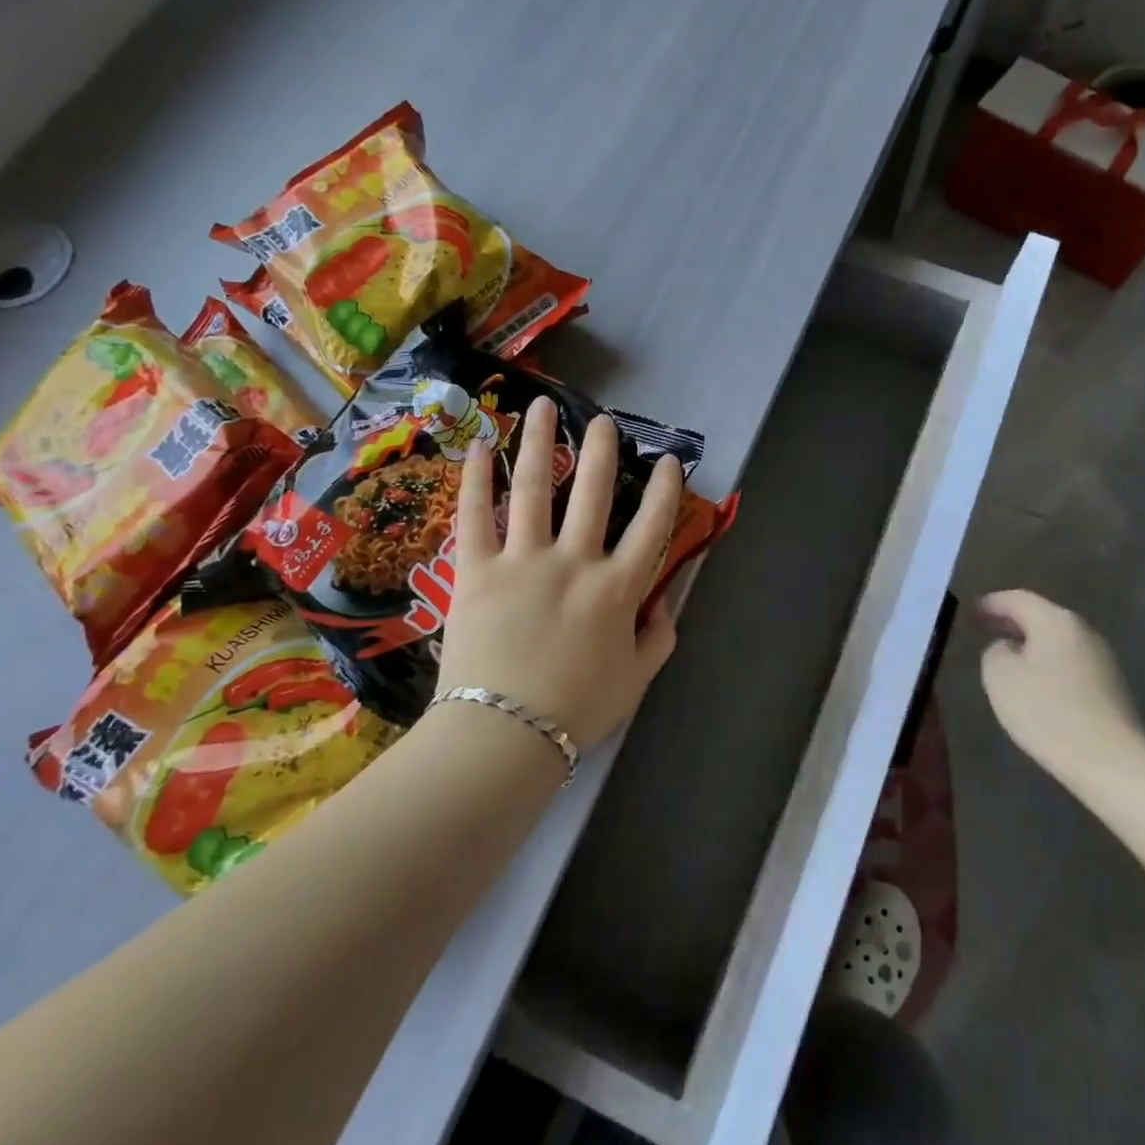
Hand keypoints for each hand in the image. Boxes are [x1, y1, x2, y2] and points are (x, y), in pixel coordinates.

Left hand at [440, 397, 682, 750]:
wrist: (503, 737)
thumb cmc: (575, 711)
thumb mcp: (635, 681)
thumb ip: (658, 639)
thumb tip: (667, 606)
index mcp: (617, 589)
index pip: (651, 526)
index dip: (665, 489)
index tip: (670, 459)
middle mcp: (575, 562)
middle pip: (593, 492)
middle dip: (601, 450)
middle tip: (602, 420)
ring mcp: (523, 560)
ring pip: (534, 488)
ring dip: (539, 443)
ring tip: (542, 407)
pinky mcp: (476, 570)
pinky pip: (474, 516)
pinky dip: (475, 480)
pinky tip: (476, 447)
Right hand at [978, 590, 1144, 787]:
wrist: (1111, 761)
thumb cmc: (1047, 710)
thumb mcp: (1000, 676)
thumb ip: (995, 651)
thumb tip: (1008, 648)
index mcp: (1055, 621)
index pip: (1018, 599)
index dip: (993, 603)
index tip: (973, 610)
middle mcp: (1083, 632)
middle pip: (1042, 617)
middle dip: (1013, 622)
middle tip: (986, 629)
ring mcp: (1102, 660)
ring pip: (1057, 642)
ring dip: (1031, 645)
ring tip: (1007, 658)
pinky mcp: (1111, 689)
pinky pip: (1070, 665)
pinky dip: (1048, 666)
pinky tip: (1036, 685)